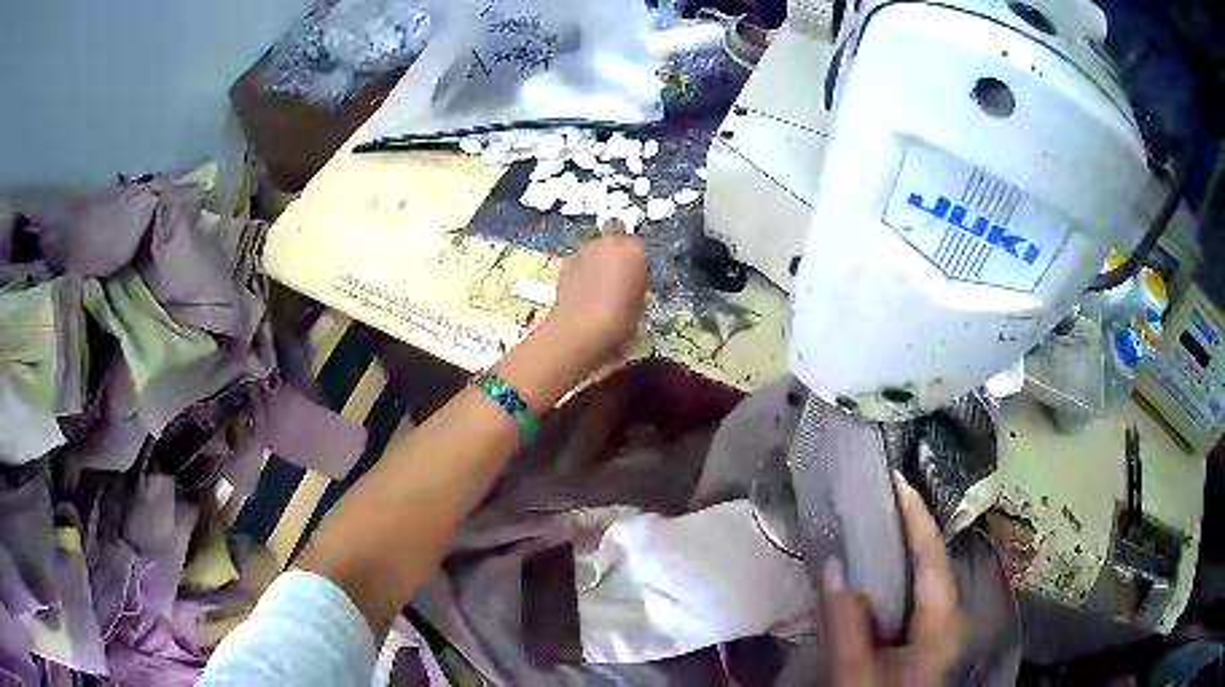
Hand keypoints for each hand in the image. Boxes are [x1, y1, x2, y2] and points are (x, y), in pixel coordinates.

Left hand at [546, 235, 647, 362]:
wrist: (579, 329)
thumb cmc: (619, 318)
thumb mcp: (641, 302)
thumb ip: (639, 282)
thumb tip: (634, 279)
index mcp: (634, 249)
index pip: (643, 246)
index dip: (642, 261)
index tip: (641, 276)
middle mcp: (609, 242)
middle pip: (618, 244)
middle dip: (620, 258)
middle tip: (622, 281)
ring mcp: (585, 250)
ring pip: (598, 251)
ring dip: (600, 262)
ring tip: (600, 287)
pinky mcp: (566, 262)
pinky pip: (580, 262)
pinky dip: (583, 270)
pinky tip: (583, 290)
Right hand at [822, 475, 959, 685]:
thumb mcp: (856, 676)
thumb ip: (846, 626)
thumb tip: (833, 565)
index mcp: (941, 622)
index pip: (932, 557)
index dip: (916, 516)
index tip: (895, 480)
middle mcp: (946, 619)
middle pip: (931, 563)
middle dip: (907, 527)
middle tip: (874, 497)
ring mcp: (935, 632)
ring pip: (920, 581)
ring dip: (897, 553)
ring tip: (868, 525)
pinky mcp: (919, 642)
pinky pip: (908, 600)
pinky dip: (890, 580)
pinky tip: (867, 578)